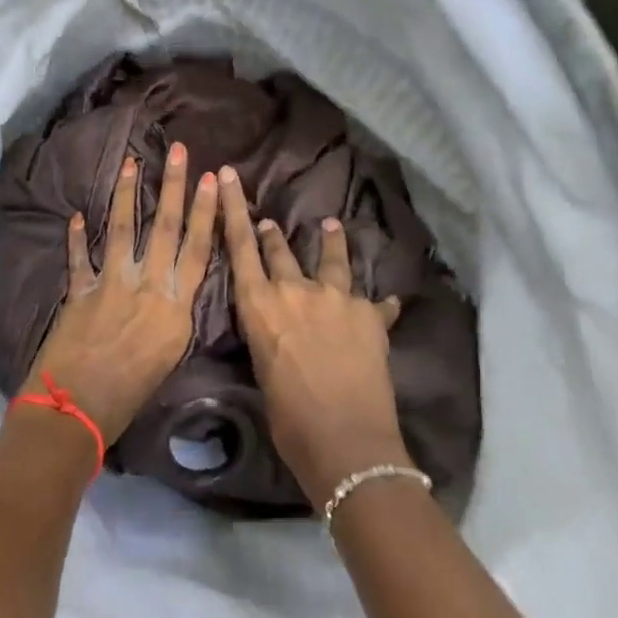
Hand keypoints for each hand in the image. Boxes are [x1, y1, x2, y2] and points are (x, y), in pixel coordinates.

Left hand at [22, 145, 218, 444]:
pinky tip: (77, 215)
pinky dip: (77, 237)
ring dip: (127, 194)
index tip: (210, 179)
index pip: (198, 248)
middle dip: (172, 186)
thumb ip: (174, 315)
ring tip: (130, 162)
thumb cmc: (131, 396)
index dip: (206, 211)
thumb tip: (174, 288)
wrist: (78, 409)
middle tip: (176, 150)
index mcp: (176, 307)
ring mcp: (110, 284)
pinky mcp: (79, 290)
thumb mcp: (170, 356)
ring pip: (123, 228)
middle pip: (165, 227)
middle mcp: (147, 286)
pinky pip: (79, 257)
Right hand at [218, 165, 408, 507]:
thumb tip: (277, 328)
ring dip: (331, 243)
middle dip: (271, 233)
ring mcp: (336, 298)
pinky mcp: (371, 316)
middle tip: (270, 221)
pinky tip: (389, 302)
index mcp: (260, 305)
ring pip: (332, 260)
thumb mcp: (264, 370)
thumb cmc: (289, 419)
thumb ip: (269, 336)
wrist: (347, 443)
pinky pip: (377, 304)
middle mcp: (296, 290)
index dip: (233, 207)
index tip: (227, 175)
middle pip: (280, 250)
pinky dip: (380, 305)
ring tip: (332, 226)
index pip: (240, 245)